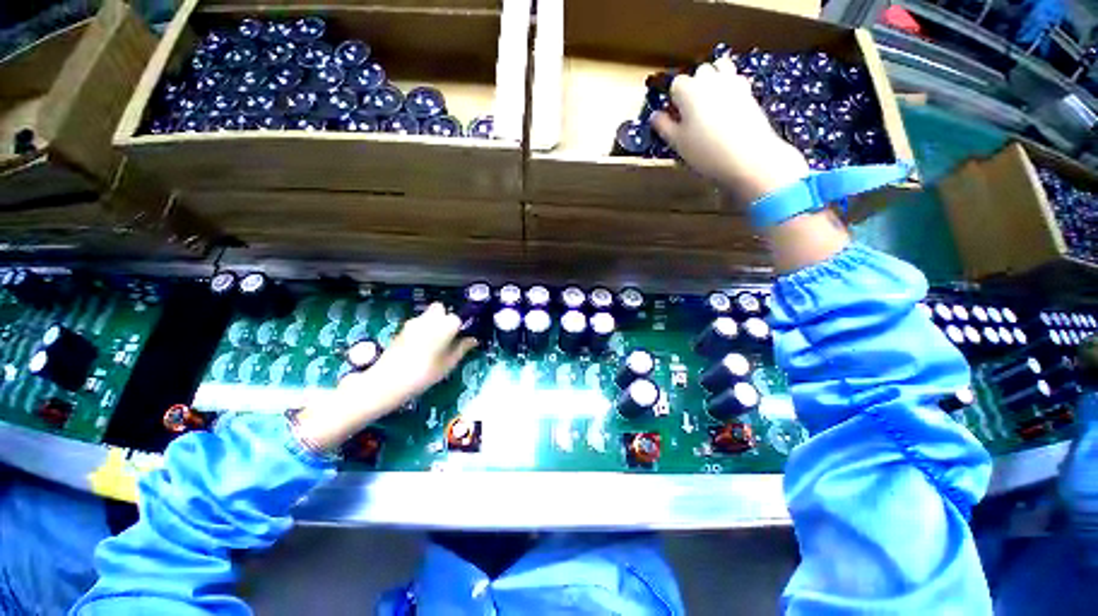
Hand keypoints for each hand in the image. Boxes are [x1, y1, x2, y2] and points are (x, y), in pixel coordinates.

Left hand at [295, 303, 476, 450]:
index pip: (457, 318)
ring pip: (428, 315)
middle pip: (440, 309)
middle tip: (448, 335)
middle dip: (445, 317)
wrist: (387, 382)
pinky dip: (422, 330)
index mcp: (444, 325)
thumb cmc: (424, 373)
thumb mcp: (448, 364)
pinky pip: (417, 324)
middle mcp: (429, 319)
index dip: (460, 327)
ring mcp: (413, 323)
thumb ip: (462, 348)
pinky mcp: (401, 329)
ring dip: (433, 323)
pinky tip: (421, 347)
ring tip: (435, 344)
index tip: (461, 338)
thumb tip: (472, 340)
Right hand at [651, 57, 809, 203]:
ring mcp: (732, 83)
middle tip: (691, 111)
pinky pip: (735, 80)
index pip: (676, 84)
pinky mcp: (748, 91)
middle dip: (694, 86)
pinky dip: (729, 87)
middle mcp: (710, 80)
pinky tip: (727, 108)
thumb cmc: (706, 151)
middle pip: (699, 72)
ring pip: (720, 68)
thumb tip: (655, 116)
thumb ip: (664, 127)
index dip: (674, 100)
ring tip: (710, 102)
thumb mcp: (678, 143)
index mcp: (689, 91)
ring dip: (713, 79)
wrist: (747, 156)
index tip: (674, 116)